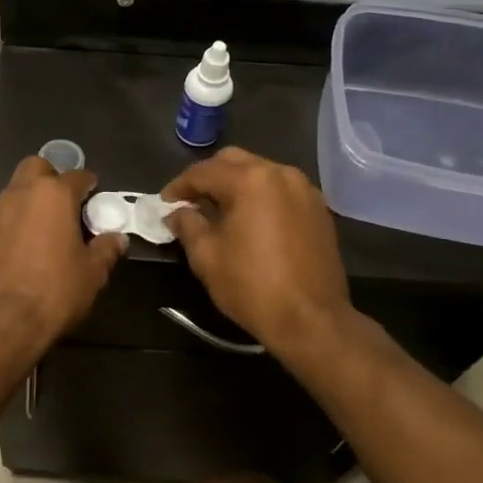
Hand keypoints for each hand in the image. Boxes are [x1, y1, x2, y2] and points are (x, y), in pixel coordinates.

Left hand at [0, 157, 126, 354]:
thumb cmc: (53, 294)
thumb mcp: (92, 275)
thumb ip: (106, 250)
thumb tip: (116, 239)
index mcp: (52, 196)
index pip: (76, 176)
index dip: (87, 185)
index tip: (92, 197)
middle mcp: (16, 196)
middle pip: (34, 169)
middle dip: (48, 179)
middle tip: (59, 207)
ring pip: (8, 199)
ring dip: (22, 210)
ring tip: (32, 240)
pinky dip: (0, 237)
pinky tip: (6, 263)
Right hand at [161, 148, 352, 356]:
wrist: (312, 320)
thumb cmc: (252, 286)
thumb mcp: (207, 256)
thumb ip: (187, 225)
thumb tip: (177, 213)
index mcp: (250, 180)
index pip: (203, 172)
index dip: (179, 186)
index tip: (164, 203)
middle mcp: (280, 174)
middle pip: (234, 162)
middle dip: (208, 178)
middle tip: (190, 202)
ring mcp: (304, 190)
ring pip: (260, 173)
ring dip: (235, 185)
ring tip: (218, 211)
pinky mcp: (318, 209)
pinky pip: (280, 190)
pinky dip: (260, 197)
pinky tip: (249, 220)